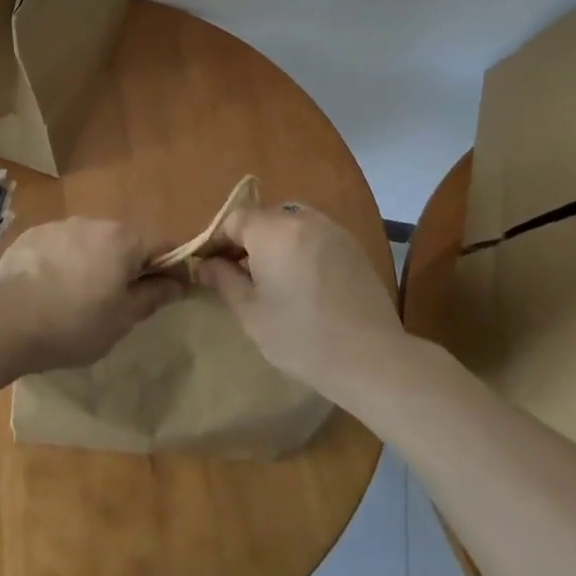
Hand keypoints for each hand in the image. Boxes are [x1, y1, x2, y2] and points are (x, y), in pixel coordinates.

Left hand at [0, 217, 185, 372]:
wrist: (5, 320)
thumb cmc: (74, 323)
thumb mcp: (122, 319)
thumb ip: (153, 296)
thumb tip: (178, 282)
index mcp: (124, 240)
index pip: (164, 245)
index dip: (173, 268)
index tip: (171, 293)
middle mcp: (95, 222)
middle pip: (126, 241)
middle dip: (130, 265)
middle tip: (121, 301)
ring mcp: (61, 225)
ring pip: (91, 242)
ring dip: (96, 262)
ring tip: (80, 297)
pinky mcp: (33, 235)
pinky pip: (61, 246)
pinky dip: (65, 262)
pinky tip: (51, 290)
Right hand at [195, 201, 403, 392]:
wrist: (370, 358)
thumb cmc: (301, 337)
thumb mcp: (251, 313)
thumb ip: (224, 280)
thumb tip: (204, 264)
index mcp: (272, 231)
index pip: (234, 219)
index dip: (216, 240)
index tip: (207, 265)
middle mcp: (302, 219)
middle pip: (263, 218)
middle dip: (245, 240)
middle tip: (236, 273)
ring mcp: (331, 229)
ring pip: (290, 223)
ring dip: (273, 242)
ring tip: (270, 277)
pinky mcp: (351, 245)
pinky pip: (314, 235)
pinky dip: (299, 248)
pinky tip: (301, 280)